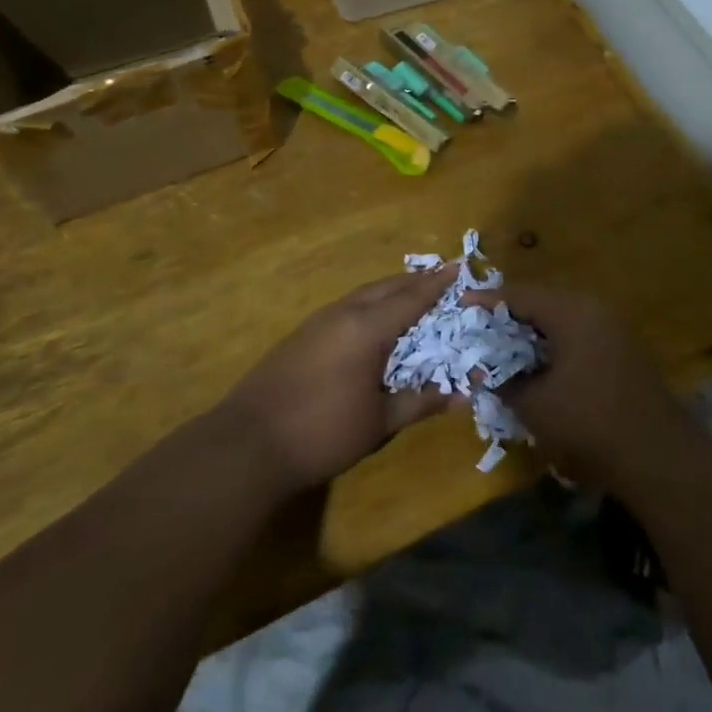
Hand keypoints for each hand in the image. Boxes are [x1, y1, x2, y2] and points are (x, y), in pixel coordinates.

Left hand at [220, 268, 458, 494]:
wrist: (249, 443)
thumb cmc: (323, 432)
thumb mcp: (379, 421)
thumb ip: (420, 402)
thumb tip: (462, 397)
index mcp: (367, 329)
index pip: (411, 298)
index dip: (436, 284)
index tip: (458, 268)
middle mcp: (343, 314)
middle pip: (385, 288)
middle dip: (414, 281)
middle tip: (439, 279)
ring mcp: (317, 323)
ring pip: (361, 295)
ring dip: (389, 290)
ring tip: (410, 294)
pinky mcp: (300, 336)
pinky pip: (345, 307)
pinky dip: (367, 304)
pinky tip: (372, 321)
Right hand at [480, 284, 689, 494]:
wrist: (656, 454)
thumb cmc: (589, 422)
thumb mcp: (534, 404)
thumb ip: (501, 381)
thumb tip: (479, 370)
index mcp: (571, 312)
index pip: (519, 295)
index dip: (486, 301)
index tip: (459, 307)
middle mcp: (593, 309)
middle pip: (541, 301)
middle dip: (508, 315)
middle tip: (478, 328)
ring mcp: (613, 328)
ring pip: (561, 318)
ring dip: (531, 330)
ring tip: (502, 345)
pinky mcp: (623, 349)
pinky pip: (578, 333)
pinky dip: (553, 342)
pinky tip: (538, 363)